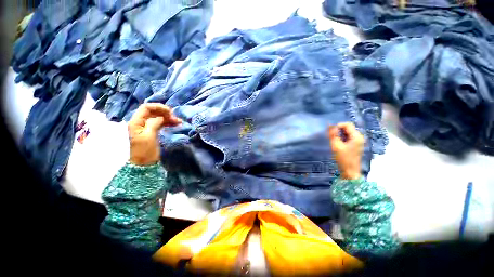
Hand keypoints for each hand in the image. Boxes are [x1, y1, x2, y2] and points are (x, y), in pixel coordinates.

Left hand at [128, 103, 181, 165]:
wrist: (143, 164)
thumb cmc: (145, 151)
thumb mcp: (149, 137)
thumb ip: (154, 124)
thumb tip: (161, 117)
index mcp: (136, 122)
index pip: (146, 108)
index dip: (158, 107)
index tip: (170, 111)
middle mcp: (140, 122)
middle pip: (153, 112)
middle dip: (164, 113)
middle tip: (175, 118)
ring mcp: (146, 127)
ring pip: (158, 117)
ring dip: (168, 118)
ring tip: (178, 122)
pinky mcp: (152, 131)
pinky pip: (160, 123)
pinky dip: (167, 122)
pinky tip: (175, 124)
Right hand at [327, 122, 364, 179]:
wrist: (350, 171)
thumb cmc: (343, 158)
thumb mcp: (336, 146)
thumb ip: (333, 134)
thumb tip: (329, 124)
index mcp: (356, 136)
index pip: (347, 124)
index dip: (338, 126)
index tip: (331, 132)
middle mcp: (359, 137)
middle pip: (348, 128)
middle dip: (339, 130)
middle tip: (331, 137)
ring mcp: (358, 141)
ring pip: (347, 133)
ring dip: (340, 135)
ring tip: (334, 141)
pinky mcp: (356, 145)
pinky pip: (348, 138)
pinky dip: (342, 138)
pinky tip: (338, 144)